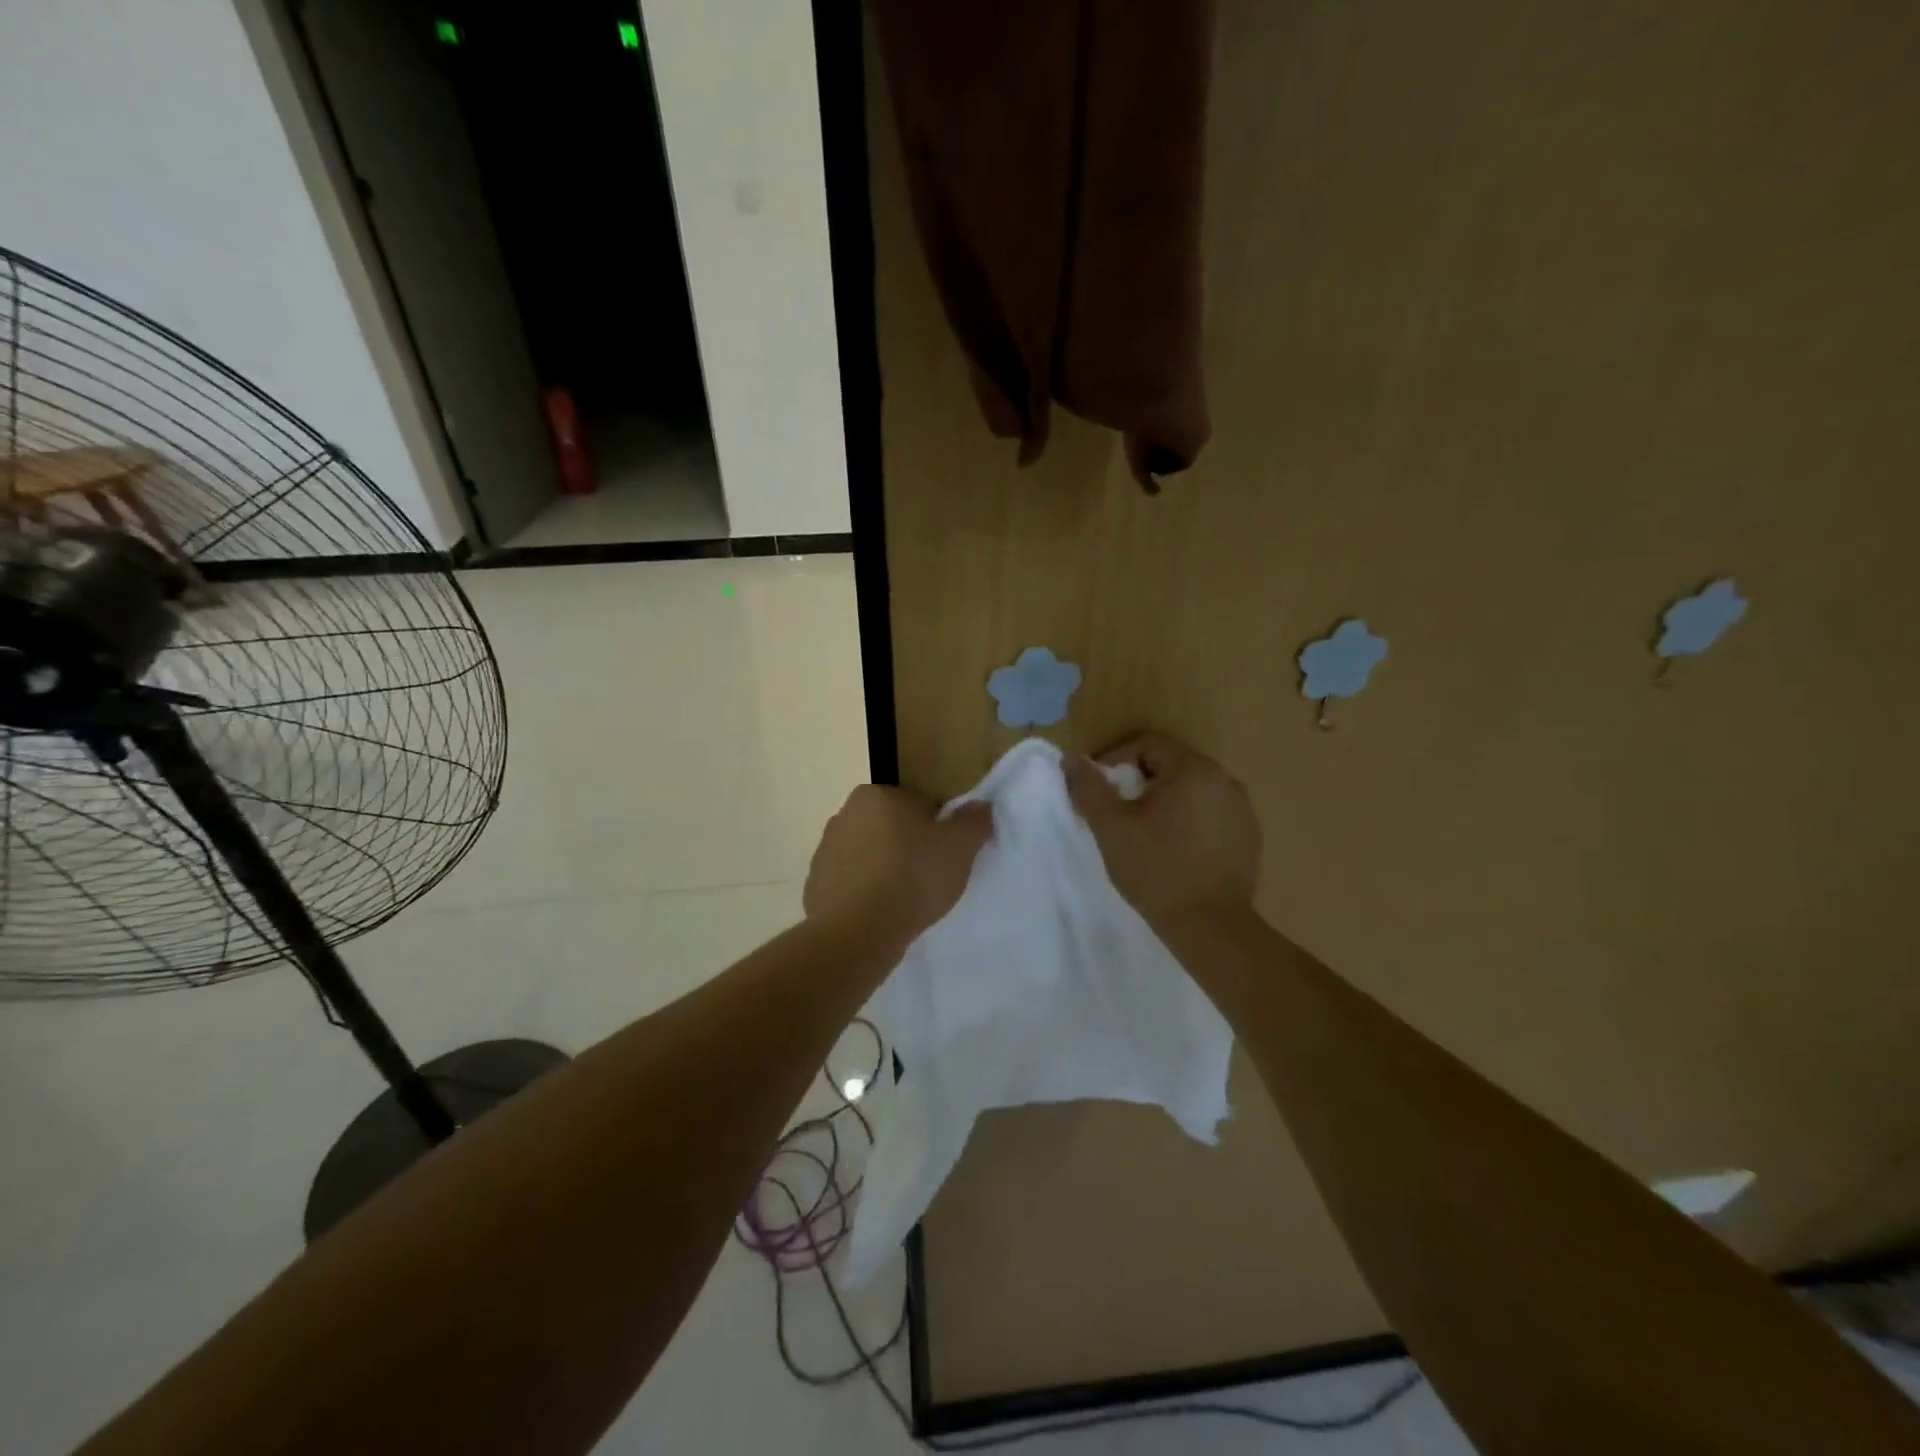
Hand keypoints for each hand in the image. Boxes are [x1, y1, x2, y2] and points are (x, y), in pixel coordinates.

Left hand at [804, 785, 991, 951]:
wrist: (856, 933)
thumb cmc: (912, 880)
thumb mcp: (959, 848)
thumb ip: (974, 821)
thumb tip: (979, 805)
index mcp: (878, 794)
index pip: (921, 804)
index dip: (939, 830)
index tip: (946, 857)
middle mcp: (846, 812)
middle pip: (893, 827)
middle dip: (910, 846)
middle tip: (930, 878)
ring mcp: (826, 849)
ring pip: (871, 854)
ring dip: (886, 869)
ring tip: (905, 900)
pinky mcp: (816, 882)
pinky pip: (851, 881)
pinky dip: (865, 892)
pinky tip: (880, 913)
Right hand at [1064, 734, 1260, 928]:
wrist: (1210, 926)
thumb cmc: (1155, 869)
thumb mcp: (1111, 826)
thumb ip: (1089, 787)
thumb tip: (1072, 758)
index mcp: (1194, 769)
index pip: (1147, 745)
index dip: (1115, 760)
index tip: (1098, 790)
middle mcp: (1225, 780)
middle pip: (1170, 765)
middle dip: (1138, 783)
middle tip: (1116, 813)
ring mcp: (1242, 809)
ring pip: (1191, 791)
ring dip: (1164, 802)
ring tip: (1143, 833)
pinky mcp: (1249, 836)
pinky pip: (1210, 814)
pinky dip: (1188, 821)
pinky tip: (1174, 850)